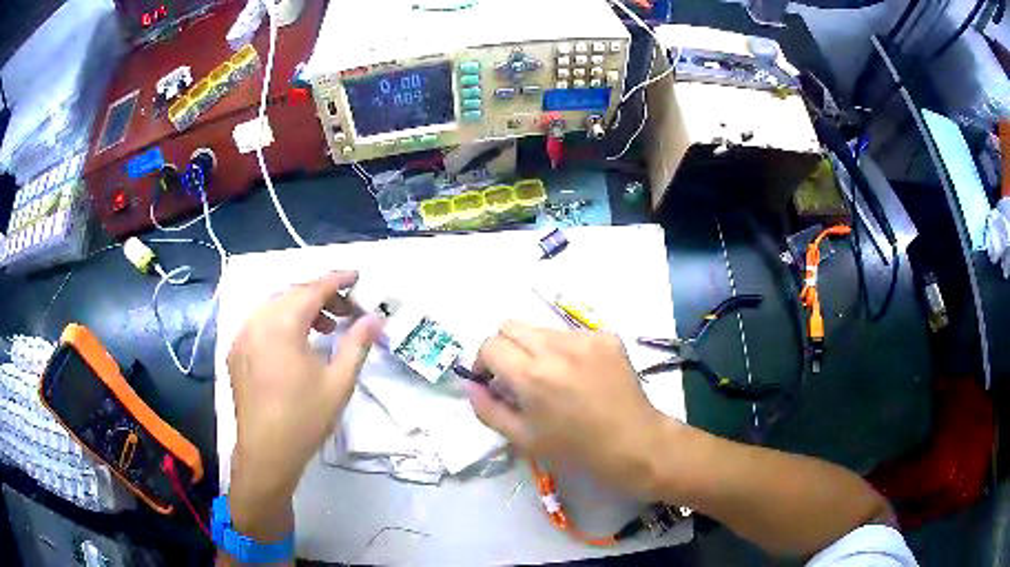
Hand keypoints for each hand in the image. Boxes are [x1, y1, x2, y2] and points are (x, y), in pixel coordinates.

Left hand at [226, 271, 382, 539]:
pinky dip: (281, 322)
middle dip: (320, 296)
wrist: (266, 453)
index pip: (313, 289)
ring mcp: (242, 336)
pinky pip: (260, 323)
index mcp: (281, 325)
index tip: (357, 277)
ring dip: (300, 309)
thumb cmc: (305, 418)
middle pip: (292, 294)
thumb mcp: (339, 382)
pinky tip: (295, 344)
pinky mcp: (236, 352)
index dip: (337, 280)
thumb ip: (357, 344)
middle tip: (346, 311)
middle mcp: (257, 321)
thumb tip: (376, 319)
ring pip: (274, 307)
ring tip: (324, 328)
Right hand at [469, 321, 672, 498]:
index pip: (490, 345)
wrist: (633, 443)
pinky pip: (571, 334)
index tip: (493, 381)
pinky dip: (565, 350)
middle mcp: (557, 348)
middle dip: (505, 348)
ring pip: (541, 329)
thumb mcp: (523, 439)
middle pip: (510, 325)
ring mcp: (585, 338)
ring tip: (552, 377)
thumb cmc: (576, 449)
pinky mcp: (606, 336)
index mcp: (532, 376)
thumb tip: (471, 384)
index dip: (483, 362)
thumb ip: (488, 409)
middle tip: (516, 376)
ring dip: (535, 348)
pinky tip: (579, 375)